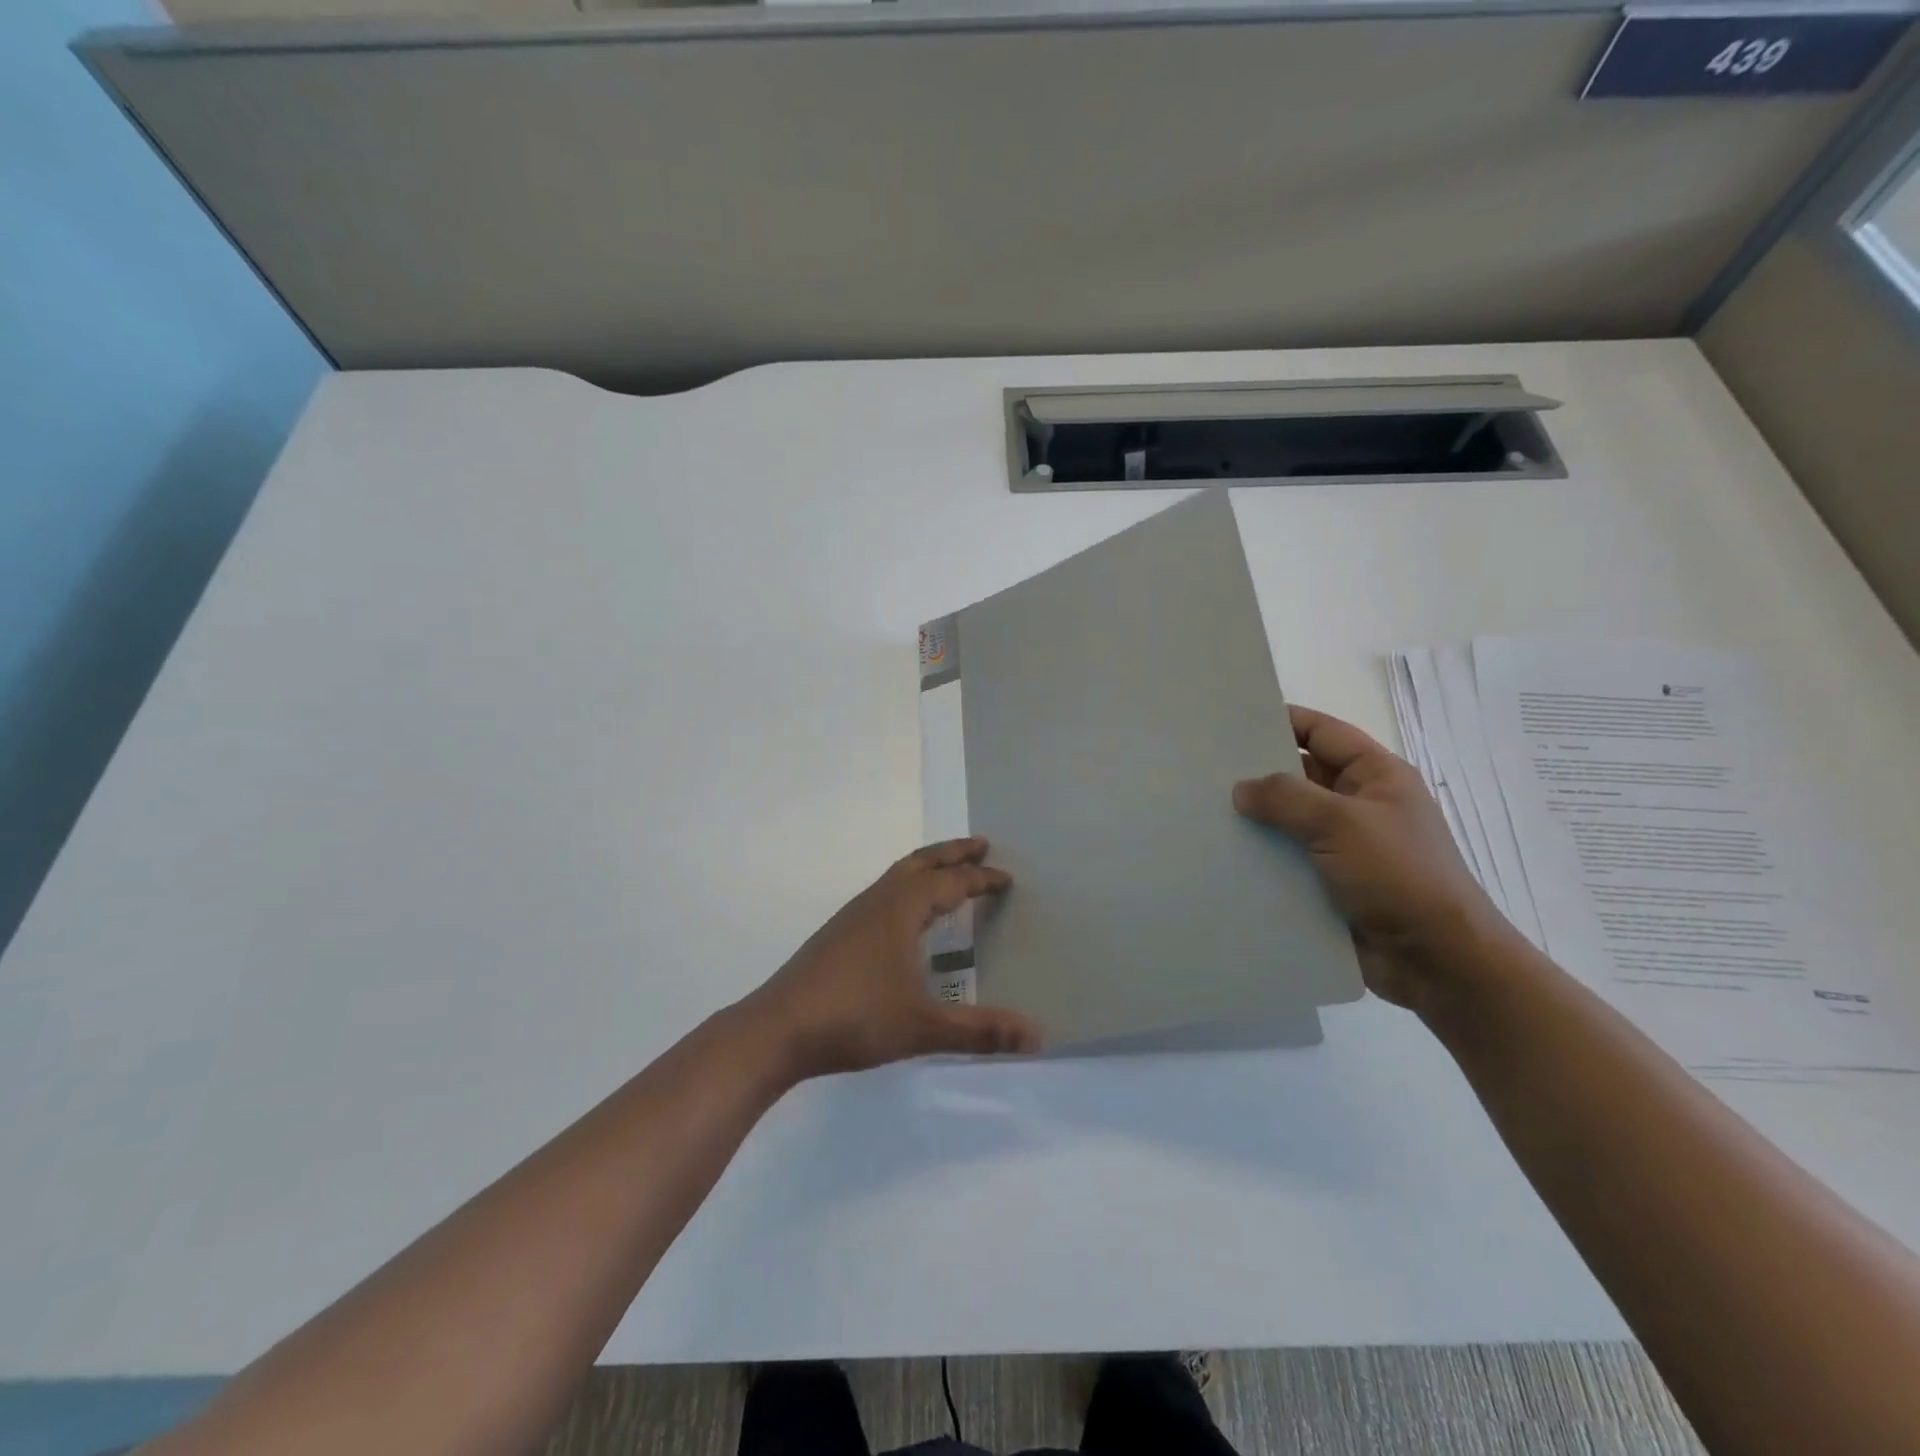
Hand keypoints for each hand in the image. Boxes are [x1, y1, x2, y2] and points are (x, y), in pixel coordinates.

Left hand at [742, 837, 1041, 1078]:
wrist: (778, 1028)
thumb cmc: (855, 1018)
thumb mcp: (922, 1027)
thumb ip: (980, 1030)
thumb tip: (1037, 1036)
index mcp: (901, 910)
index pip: (950, 883)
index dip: (980, 879)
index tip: (1006, 878)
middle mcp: (877, 902)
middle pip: (920, 863)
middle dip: (952, 852)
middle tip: (981, 844)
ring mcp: (853, 915)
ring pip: (897, 875)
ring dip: (926, 867)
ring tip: (947, 872)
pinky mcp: (837, 933)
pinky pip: (882, 893)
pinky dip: (905, 887)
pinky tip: (904, 917)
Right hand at [1232, 705, 1509, 1007]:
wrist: (1437, 961)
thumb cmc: (1400, 876)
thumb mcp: (1343, 824)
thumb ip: (1287, 798)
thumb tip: (1241, 789)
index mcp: (1375, 776)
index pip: (1321, 732)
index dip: (1282, 721)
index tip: (1231, 721)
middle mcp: (1358, 805)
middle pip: (1299, 776)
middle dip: (1257, 773)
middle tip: (1204, 770)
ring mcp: (1343, 847)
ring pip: (1288, 822)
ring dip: (1254, 821)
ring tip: (1202, 813)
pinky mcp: (1329, 883)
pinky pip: (1286, 860)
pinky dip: (1260, 858)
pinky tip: (1221, 856)